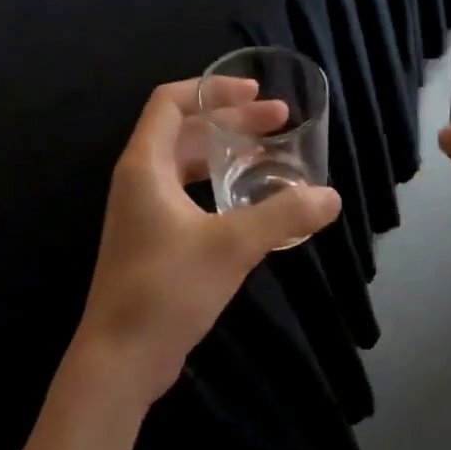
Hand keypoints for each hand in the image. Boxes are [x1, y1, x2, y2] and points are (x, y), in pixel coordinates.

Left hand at [74, 78, 342, 403]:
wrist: (119, 359)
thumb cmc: (166, 289)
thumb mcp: (231, 246)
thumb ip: (282, 216)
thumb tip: (331, 197)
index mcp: (145, 166)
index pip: (170, 102)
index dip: (211, 89)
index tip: (254, 92)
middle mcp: (139, 181)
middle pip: (184, 131)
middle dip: (231, 121)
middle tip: (279, 122)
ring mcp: (142, 213)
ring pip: (186, 165)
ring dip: (226, 154)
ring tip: (269, 155)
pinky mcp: (152, 242)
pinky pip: (187, 195)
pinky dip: (218, 186)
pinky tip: (250, 202)